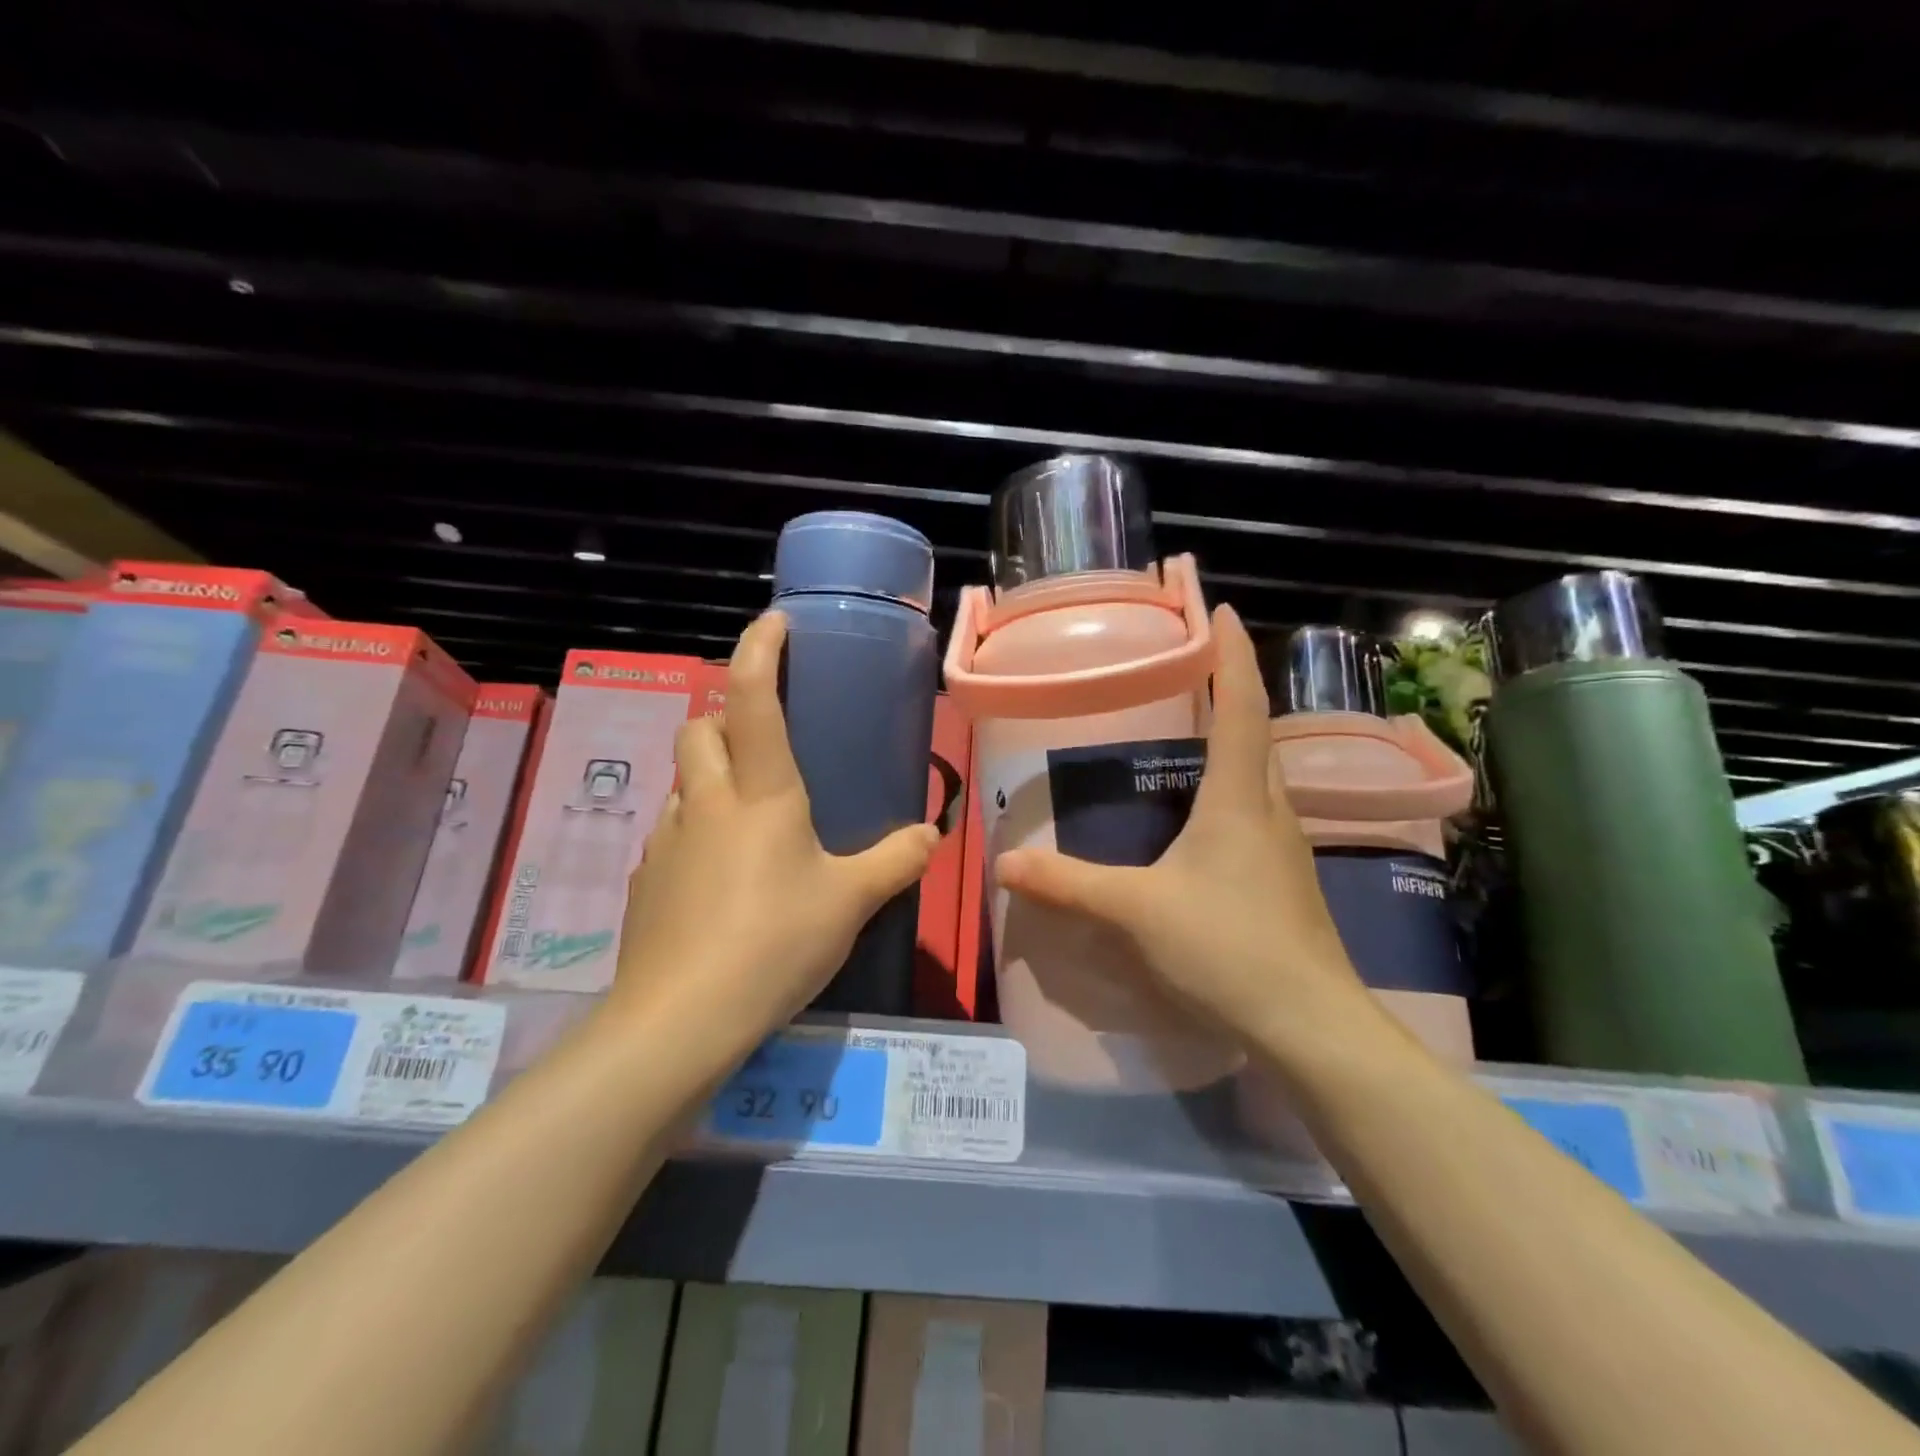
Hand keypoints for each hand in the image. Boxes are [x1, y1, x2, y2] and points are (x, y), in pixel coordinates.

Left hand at [611, 612, 938, 1057]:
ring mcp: (666, 840)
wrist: (680, 1019)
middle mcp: (705, 802)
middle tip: (766, 737)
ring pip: (683, 779)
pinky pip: (672, 829)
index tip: (776, 623)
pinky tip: (722, 871)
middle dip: (727, 714)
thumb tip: (934, 833)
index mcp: (760, 794)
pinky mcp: (647, 878)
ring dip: (711, 772)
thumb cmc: (773, 942)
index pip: (750, 697)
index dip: (760, 650)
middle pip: (700, 728)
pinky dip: (696, 825)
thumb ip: (896, 861)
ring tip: (750, 809)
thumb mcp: (850, 902)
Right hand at [994, 604, 1387, 1069]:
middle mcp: (1270, 811)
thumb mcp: (1137, 911)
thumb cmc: (1227, 948)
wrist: (1310, 1025)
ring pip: (1258, 777)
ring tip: (1189, 735)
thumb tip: (1005, 865)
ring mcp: (1286, 848)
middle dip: (1230, 692)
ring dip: (1232, 744)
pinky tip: (1201, 819)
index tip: (1218, 609)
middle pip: (1255, 735)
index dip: (1231, 655)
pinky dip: (1230, 793)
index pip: (1241, 706)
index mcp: (1238, 799)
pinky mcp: (1286, 882)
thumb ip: (1069, 884)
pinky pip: (1257, 815)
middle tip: (1188, 671)